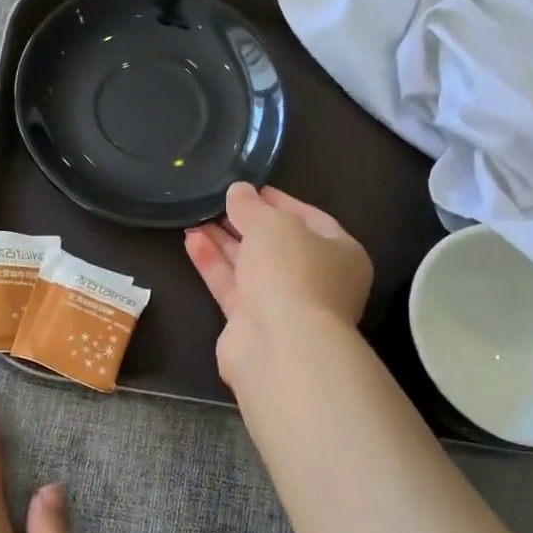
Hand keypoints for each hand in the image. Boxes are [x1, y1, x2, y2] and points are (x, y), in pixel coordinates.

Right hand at [184, 183, 373, 387]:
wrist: (280, 344)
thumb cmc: (292, 272)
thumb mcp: (272, 225)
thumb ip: (251, 206)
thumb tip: (238, 191)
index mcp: (340, 253)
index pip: (311, 219)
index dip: (280, 201)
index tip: (250, 188)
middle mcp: (315, 279)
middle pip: (277, 244)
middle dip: (246, 223)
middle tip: (217, 203)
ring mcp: (283, 304)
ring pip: (250, 266)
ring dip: (224, 242)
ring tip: (196, 217)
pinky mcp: (251, 323)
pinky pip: (231, 286)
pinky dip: (213, 263)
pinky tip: (192, 240)